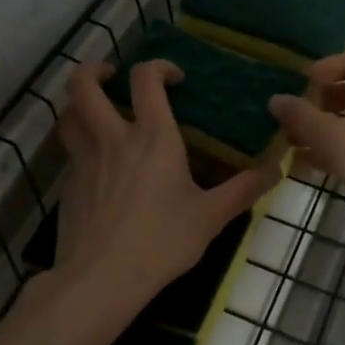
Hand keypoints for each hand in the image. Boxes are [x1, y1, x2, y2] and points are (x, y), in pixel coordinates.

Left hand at [50, 59, 282, 317]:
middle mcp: (112, 138)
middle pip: (83, 85)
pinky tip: (97, 164)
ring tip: (95, 109)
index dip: (158, 66)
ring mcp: (84, 160)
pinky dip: (80, 144)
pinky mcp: (67, 185)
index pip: (146, 79)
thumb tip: (276, 168)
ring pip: (68, 114)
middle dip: (93, 70)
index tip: (173, 79)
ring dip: (78, 103)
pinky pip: (70, 151)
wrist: (102, 278)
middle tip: (111, 75)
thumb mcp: (210, 217)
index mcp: (152, 137)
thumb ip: (243, 189)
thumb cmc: (161, 242)